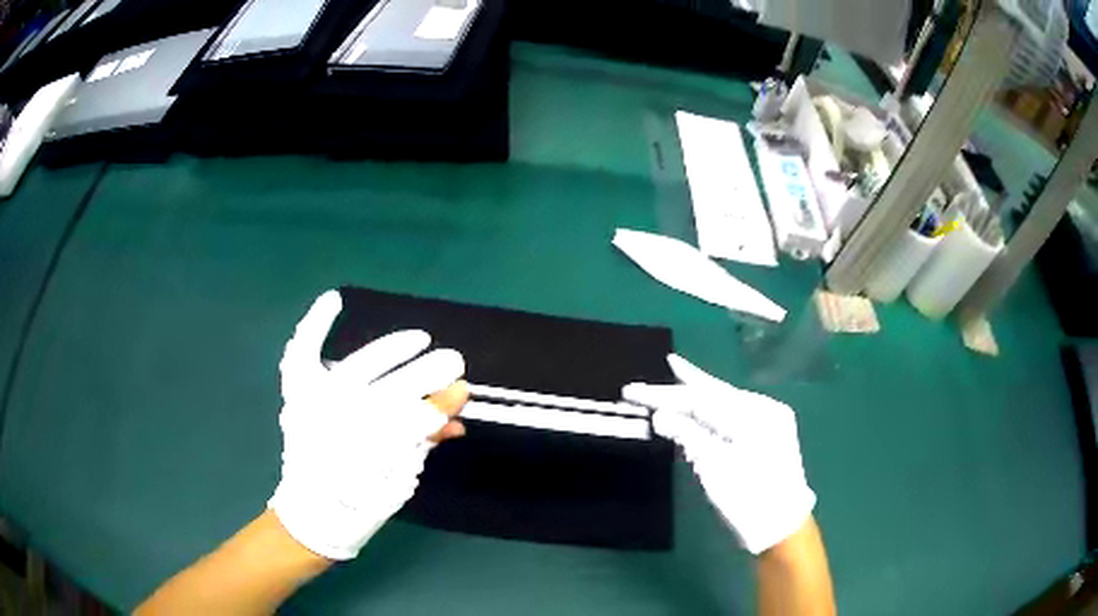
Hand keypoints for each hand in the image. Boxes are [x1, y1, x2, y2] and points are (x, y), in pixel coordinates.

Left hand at [269, 290, 467, 560]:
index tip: (462, 392)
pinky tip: (334, 300)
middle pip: (387, 393)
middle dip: (425, 376)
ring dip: (390, 351)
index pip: (409, 423)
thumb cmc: (362, 503)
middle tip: (453, 362)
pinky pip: (301, 353)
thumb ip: (424, 441)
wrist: (312, 512)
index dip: (438, 406)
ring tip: (418, 339)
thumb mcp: (400, 481)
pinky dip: (315, 326)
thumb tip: (457, 410)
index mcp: (362, 460)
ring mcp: (311, 408)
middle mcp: (333, 430)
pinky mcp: (296, 396)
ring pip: (355, 370)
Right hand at [623, 354, 815, 554]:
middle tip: (663, 364)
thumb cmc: (748, 499)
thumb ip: (689, 436)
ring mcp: (770, 420)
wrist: (782, 526)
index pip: (700, 398)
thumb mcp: (714, 468)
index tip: (634, 390)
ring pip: (726, 403)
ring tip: (677, 377)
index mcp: (753, 414)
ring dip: (699, 396)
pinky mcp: (770, 433)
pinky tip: (699, 407)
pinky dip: (714, 413)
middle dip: (686, 384)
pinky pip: (735, 416)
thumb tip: (660, 415)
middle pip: (716, 393)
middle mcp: (764, 408)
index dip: (665, 394)